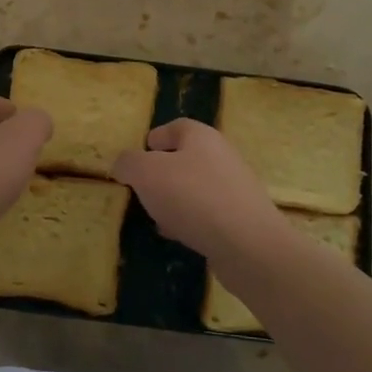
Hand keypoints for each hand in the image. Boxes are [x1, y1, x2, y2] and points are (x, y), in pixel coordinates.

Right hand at [112, 119, 286, 264]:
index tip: (139, 154)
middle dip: (163, 172)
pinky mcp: (241, 219)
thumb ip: (129, 163)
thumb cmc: (193, 197)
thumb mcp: (147, 174)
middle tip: (142, 188)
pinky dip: (190, 220)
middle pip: (187, 157)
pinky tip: (178, 235)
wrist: (248, 245)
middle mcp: (222, 157)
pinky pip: (208, 213)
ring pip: (196, 187)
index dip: (155, 137)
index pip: (176, 127)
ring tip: (156, 215)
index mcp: (202, 137)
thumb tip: (123, 164)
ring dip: (175, 199)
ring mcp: (235, 189)